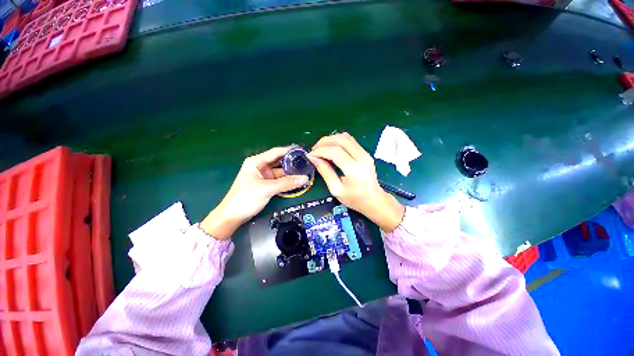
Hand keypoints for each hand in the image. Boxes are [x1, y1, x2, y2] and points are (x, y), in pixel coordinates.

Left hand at [201, 147, 308, 239]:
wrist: (232, 216)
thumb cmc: (246, 198)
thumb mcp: (267, 189)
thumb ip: (287, 183)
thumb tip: (305, 178)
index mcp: (257, 161)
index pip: (276, 152)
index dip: (290, 150)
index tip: (303, 151)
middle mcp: (261, 166)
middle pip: (279, 161)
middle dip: (292, 162)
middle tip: (307, 162)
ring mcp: (264, 176)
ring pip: (280, 171)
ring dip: (291, 173)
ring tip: (306, 171)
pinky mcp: (266, 184)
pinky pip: (279, 180)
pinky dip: (287, 180)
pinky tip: (297, 180)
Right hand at [308, 133, 404, 232]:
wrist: (374, 200)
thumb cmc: (354, 199)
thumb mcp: (336, 189)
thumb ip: (325, 172)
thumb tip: (313, 158)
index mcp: (354, 169)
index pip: (335, 152)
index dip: (320, 150)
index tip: (310, 155)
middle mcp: (361, 157)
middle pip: (341, 139)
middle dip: (324, 142)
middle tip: (314, 150)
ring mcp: (365, 153)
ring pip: (346, 137)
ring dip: (331, 139)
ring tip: (321, 149)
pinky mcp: (365, 152)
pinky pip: (350, 141)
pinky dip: (337, 142)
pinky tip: (331, 149)